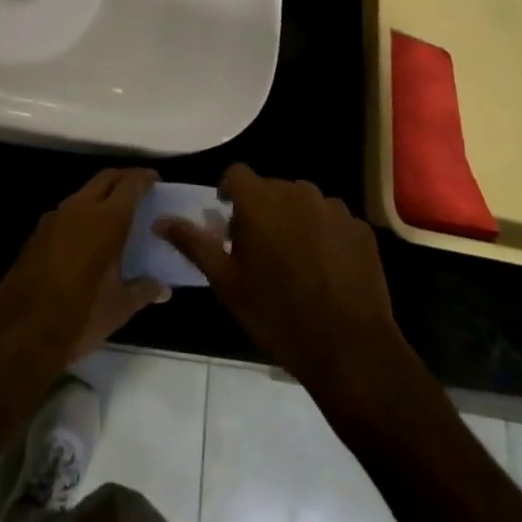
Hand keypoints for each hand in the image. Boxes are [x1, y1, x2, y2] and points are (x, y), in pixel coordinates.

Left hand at [0, 167, 168, 371]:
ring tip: (115, 216)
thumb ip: (144, 290)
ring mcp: (54, 218)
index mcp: (106, 221)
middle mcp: (80, 209)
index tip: (156, 181)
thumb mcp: (120, 307)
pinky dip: (82, 214)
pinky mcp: (37, 232)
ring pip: (84, 193)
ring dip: (101, 196)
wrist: (22, 333)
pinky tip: (87, 238)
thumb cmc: (80, 317)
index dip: (145, 178)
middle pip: (105, 178)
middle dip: (124, 178)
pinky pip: (66, 212)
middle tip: (139, 191)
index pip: (130, 183)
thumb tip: (164, 288)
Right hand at [156, 163, 406, 401]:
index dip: (228, 192)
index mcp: (261, 200)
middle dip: (261, 210)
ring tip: (294, 261)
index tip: (227, 221)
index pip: (236, 174)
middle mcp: (298, 192)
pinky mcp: (361, 227)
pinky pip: (332, 221)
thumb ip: (193, 243)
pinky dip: (324, 235)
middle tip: (258, 250)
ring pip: (303, 203)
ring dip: (293, 220)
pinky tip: (325, 270)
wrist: (350, 348)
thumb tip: (160, 221)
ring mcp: (334, 208)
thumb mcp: (226, 282)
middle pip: (271, 189)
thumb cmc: (277, 314)